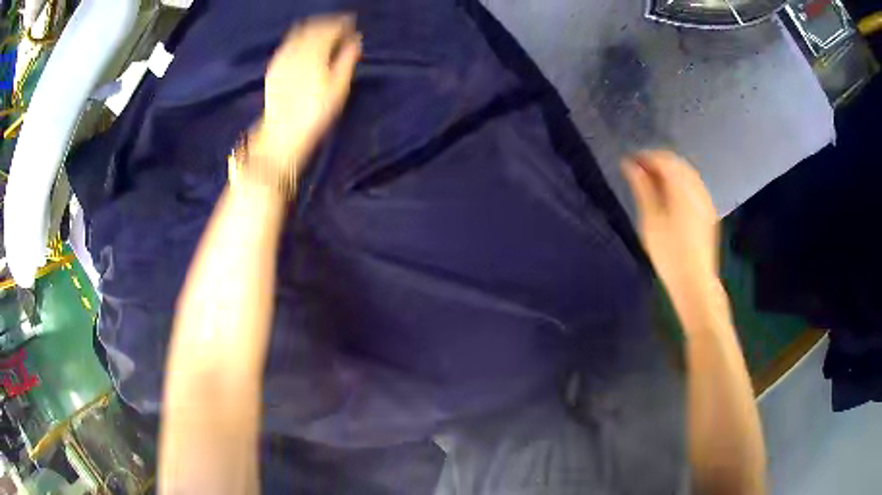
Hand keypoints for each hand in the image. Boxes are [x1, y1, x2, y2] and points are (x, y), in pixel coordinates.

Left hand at [251, 14, 361, 165]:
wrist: (282, 133)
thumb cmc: (316, 113)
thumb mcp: (339, 88)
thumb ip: (347, 59)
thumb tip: (355, 39)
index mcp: (315, 53)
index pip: (330, 28)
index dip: (342, 23)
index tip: (351, 25)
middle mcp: (297, 49)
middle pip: (314, 27)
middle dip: (328, 23)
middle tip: (340, 27)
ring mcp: (283, 57)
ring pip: (299, 32)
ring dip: (313, 28)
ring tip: (324, 33)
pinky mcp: (274, 66)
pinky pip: (288, 43)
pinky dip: (299, 38)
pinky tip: (305, 45)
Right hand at [622, 150, 719, 289]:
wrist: (694, 281)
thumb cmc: (669, 252)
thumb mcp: (650, 219)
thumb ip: (642, 188)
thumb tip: (631, 165)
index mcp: (682, 187)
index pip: (663, 159)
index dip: (644, 157)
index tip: (628, 163)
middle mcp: (696, 187)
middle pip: (676, 163)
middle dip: (656, 163)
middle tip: (637, 173)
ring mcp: (705, 199)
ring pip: (686, 174)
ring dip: (668, 172)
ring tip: (651, 184)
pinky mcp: (708, 211)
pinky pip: (693, 186)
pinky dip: (679, 183)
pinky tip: (670, 196)